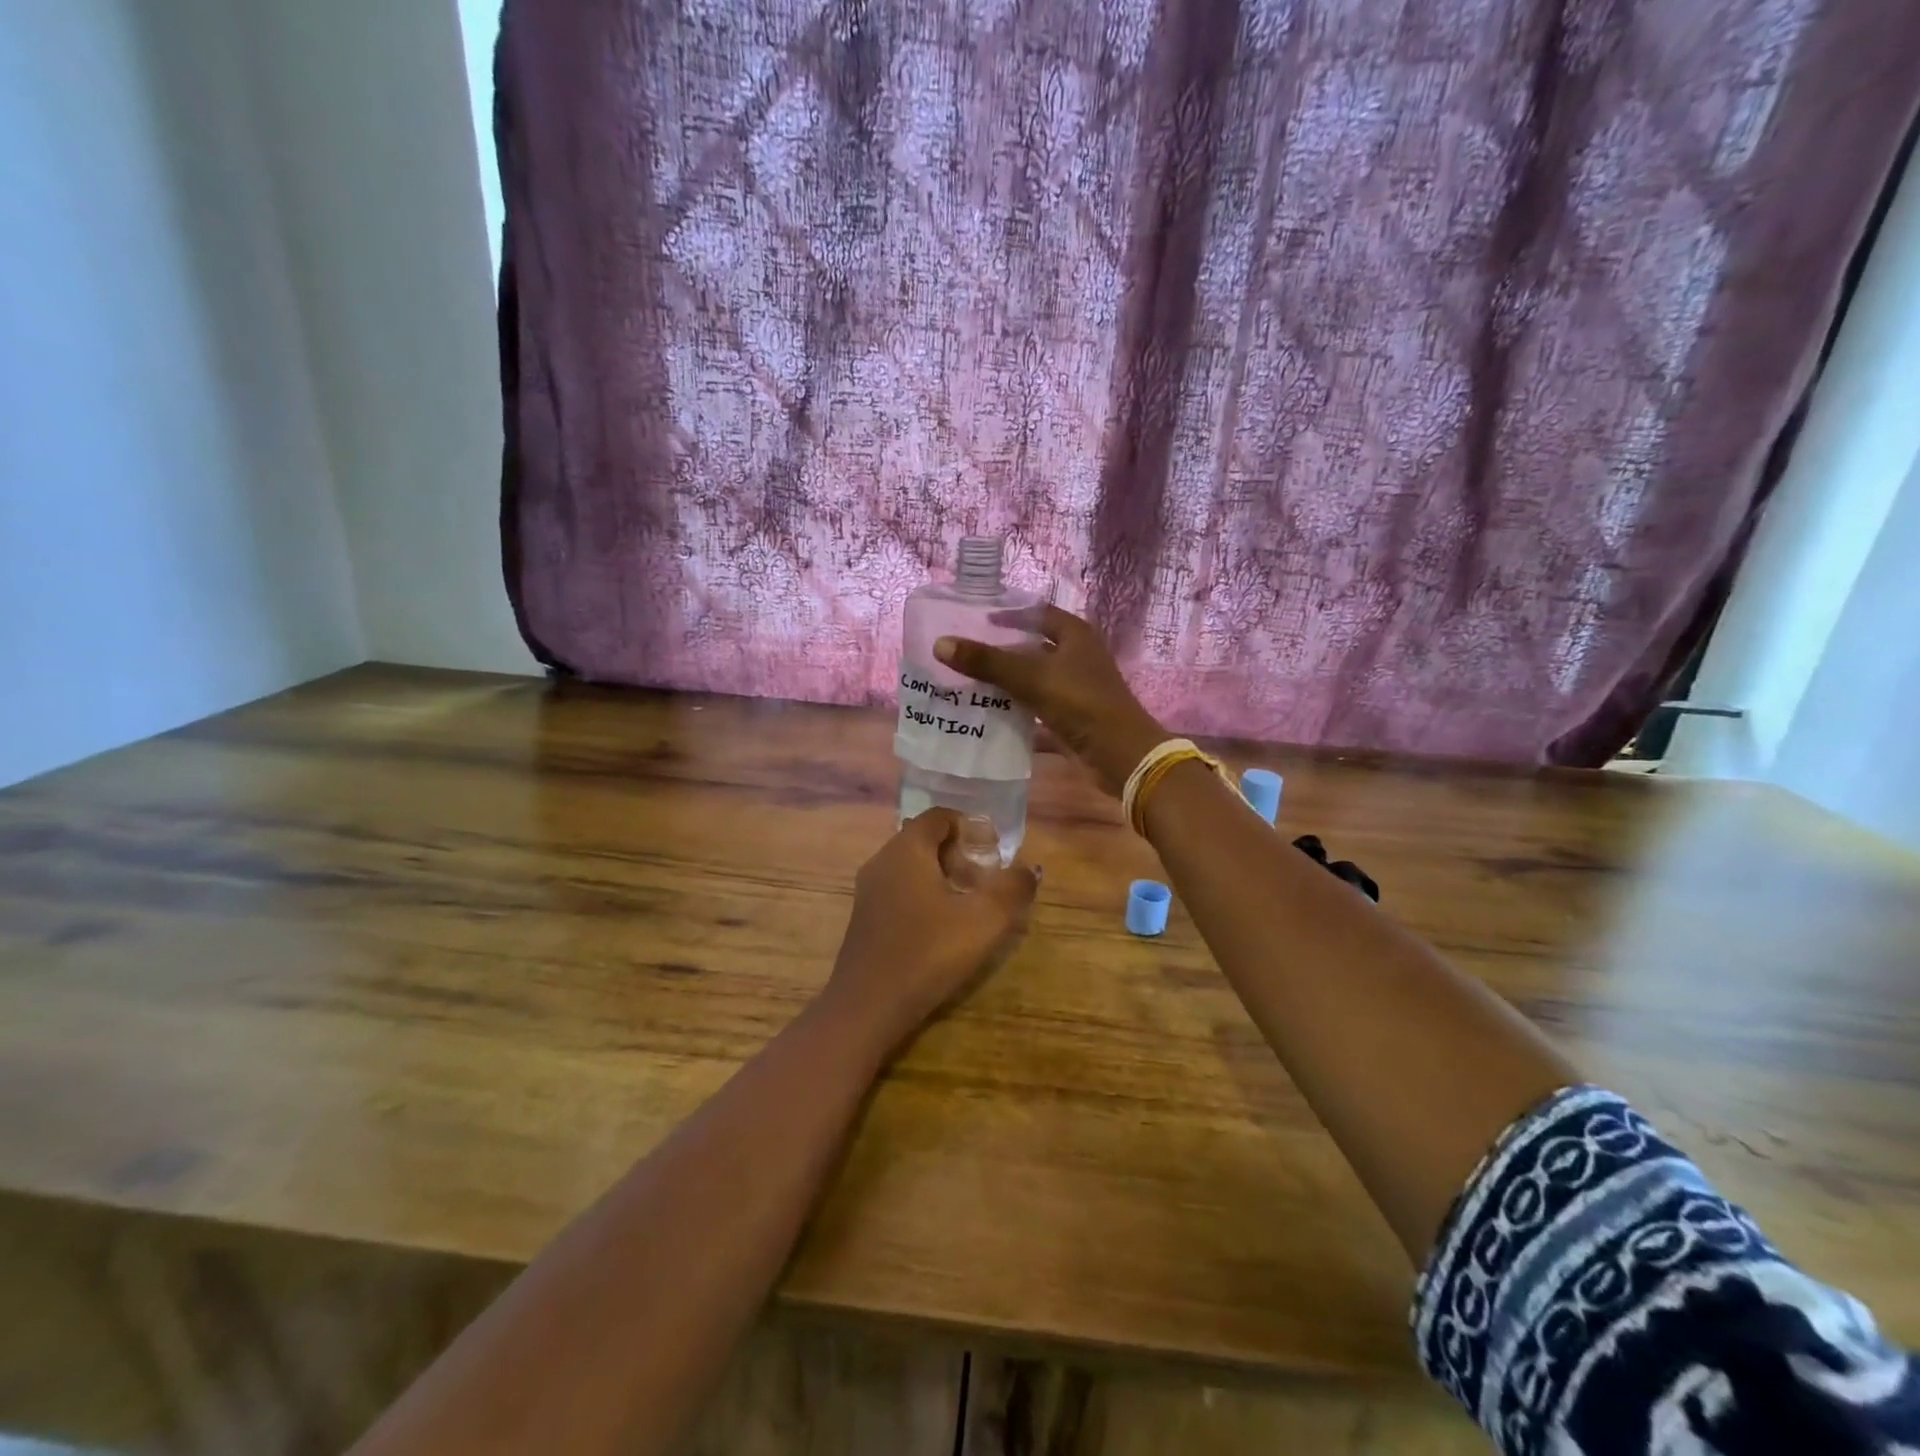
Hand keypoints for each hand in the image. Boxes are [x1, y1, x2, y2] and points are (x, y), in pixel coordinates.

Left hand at [821, 809, 1039, 1060]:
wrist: (867, 1006)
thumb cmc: (928, 952)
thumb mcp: (984, 921)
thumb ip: (1012, 889)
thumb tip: (1029, 868)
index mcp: (907, 849)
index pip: (939, 816)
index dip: (970, 826)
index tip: (994, 851)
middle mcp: (882, 860)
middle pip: (925, 840)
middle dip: (959, 854)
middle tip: (986, 881)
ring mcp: (868, 890)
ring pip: (911, 867)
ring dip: (943, 877)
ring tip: (969, 906)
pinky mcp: (864, 918)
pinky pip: (899, 890)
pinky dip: (924, 896)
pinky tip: (942, 928)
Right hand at [934, 605, 1164, 796]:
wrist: (1119, 755)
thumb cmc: (1081, 703)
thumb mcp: (1032, 677)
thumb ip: (987, 661)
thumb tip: (940, 643)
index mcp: (1075, 635)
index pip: (1037, 613)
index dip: (1009, 613)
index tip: (976, 618)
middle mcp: (1076, 657)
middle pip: (1032, 646)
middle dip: (1000, 649)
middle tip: (963, 650)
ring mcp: (1074, 688)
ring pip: (1032, 678)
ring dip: (1005, 680)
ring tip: (966, 680)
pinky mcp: (1069, 716)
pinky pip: (1035, 706)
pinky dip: (1014, 708)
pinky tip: (986, 712)